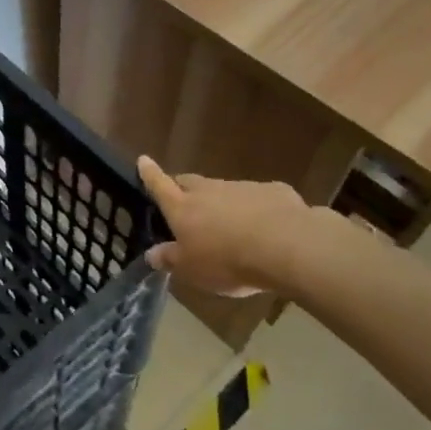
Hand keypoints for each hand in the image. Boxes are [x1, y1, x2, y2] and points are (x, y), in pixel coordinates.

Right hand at [138, 157, 320, 296]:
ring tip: (230, 225)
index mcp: (183, 208)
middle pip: (190, 182)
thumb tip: (151, 254)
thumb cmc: (228, 260)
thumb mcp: (192, 270)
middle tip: (183, 199)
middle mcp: (208, 191)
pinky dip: (255, 208)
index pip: (159, 185)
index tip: (143, 159)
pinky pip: (257, 198)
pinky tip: (267, 227)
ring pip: (224, 190)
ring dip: (221, 202)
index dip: (149, 173)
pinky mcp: (273, 191)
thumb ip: (171, 259)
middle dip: (183, 187)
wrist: (288, 247)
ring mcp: (242, 188)